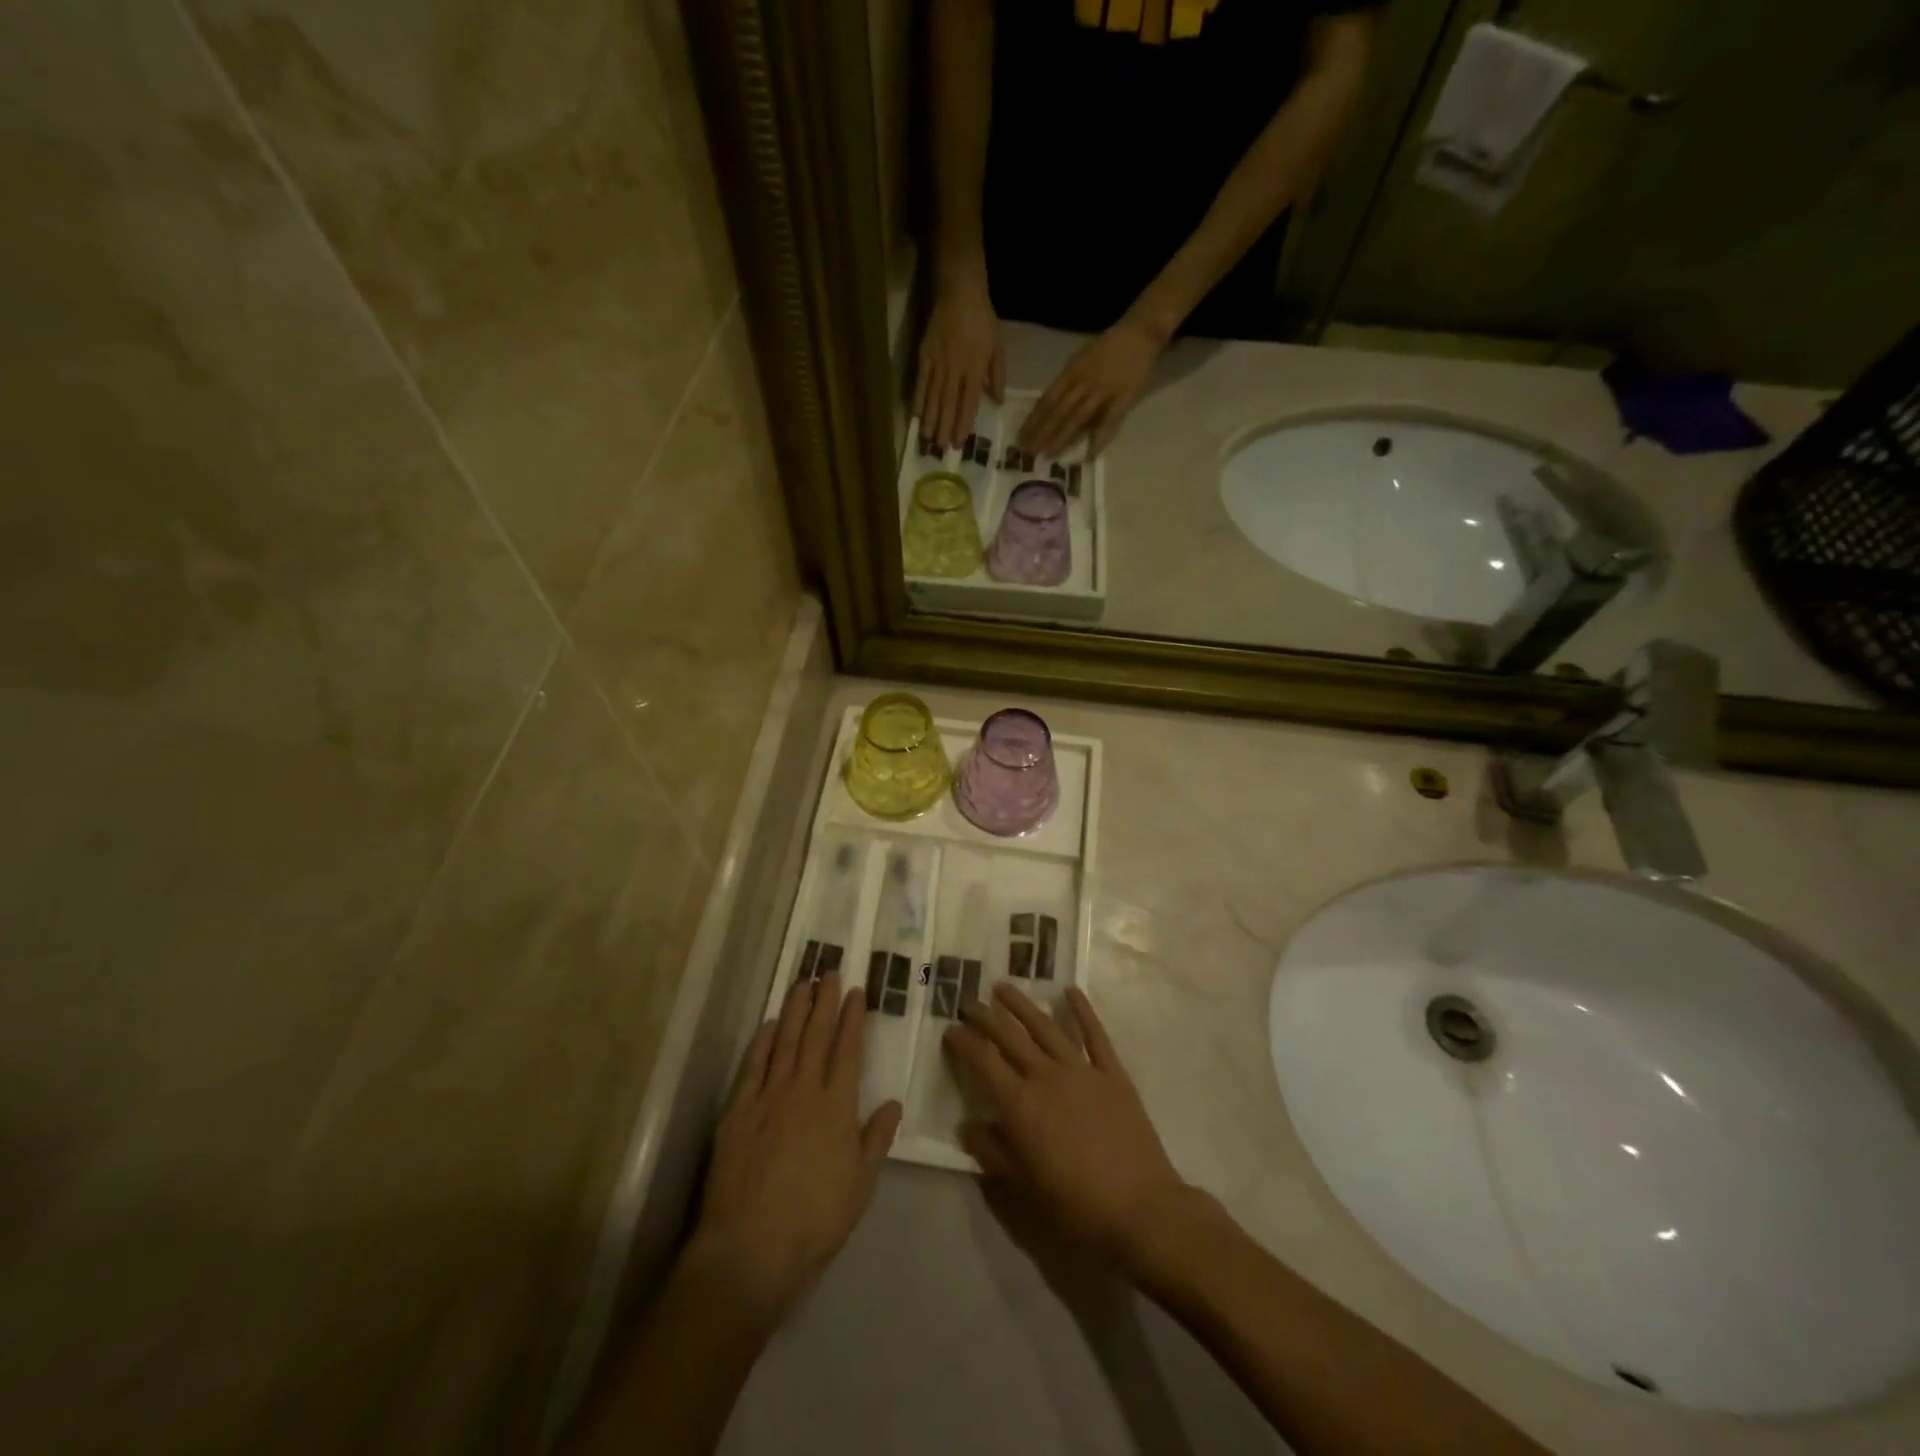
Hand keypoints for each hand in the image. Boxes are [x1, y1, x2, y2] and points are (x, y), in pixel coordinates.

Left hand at [683, 975, 902, 1327]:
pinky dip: (761, 1042)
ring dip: (794, 1011)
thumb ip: (877, 1139)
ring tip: (802, 984)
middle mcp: (803, 1090)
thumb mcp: (860, 1184)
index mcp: (837, 1106)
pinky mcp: (737, 1112)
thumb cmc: (815, 1220)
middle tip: (829, 973)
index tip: (857, 991)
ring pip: (784, 1042)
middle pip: (816, 1035)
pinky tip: (767, 1025)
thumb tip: (894, 1102)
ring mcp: (767, 1098)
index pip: (848, 1049)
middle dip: (825, 1002)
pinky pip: (752, 1066)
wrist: (750, 1249)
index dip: (853, 1018)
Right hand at [914, 275, 1003, 450]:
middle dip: (945, 428)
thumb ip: (997, 375)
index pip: (969, 402)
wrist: (959, 290)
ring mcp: (938, 361)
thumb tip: (997, 401)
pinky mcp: (924, 354)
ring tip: (928, 439)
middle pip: (949, 404)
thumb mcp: (997, 346)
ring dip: (931, 419)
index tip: (959, 442)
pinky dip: (918, 399)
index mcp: (975, 367)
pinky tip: (916, 415)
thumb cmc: (982, 319)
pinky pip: (921, 381)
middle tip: (941, 449)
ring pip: (934, 396)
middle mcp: (955, 368)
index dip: (964, 423)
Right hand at [943, 983, 1188, 1271]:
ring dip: (1022, 1005)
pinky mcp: (1112, 1072)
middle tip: (969, 1002)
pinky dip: (1082, 1010)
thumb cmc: (1076, 1205)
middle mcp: (1046, 1076)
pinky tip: (1071, 990)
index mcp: (1021, 1105)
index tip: (950, 1029)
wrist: (1140, 1209)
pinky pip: (1094, 1034)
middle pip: (1010, 1037)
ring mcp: (1082, 1069)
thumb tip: (967, 1124)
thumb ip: (992, 1151)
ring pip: (1045, 1027)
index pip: (983, 1063)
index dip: (964, 1043)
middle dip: (986, 1017)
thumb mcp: (1024, 1187)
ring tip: (1004, 987)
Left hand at [1017, 315, 1168, 459]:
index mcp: (1071, 372)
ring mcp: (1104, 391)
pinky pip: (1110, 421)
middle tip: (1029, 452)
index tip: (1021, 438)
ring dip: (1062, 438)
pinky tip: (1090, 455)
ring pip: (1078, 418)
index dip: (1033, 420)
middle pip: (1058, 411)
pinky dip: (1100, 438)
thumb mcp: (1080, 360)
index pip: (1047, 400)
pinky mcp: (1123, 398)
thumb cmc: (1106, 348)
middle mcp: (1084, 382)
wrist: (1140, 333)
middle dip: (1042, 433)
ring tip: (1049, 455)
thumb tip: (1048, 408)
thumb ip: (1066, 384)